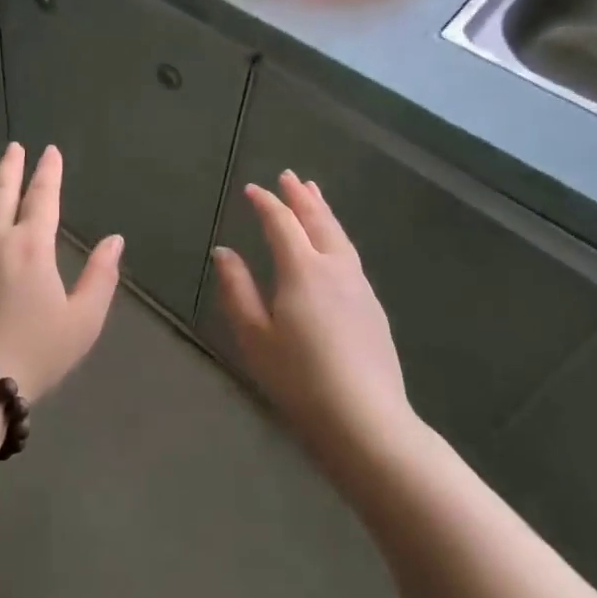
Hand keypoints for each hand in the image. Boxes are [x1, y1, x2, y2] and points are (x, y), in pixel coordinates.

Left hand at [0, 144, 122, 401]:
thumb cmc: (32, 354)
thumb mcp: (81, 322)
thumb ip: (100, 277)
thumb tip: (114, 240)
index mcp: (31, 246)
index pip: (42, 198)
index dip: (48, 172)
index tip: (50, 151)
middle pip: (1, 192)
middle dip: (10, 166)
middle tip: (14, 147)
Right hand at [212, 171, 416, 468]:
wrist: (366, 421)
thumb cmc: (299, 378)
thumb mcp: (254, 335)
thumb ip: (237, 288)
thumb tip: (223, 251)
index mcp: (302, 270)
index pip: (281, 223)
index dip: (266, 203)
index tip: (251, 189)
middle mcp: (335, 268)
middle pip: (318, 221)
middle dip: (301, 197)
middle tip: (290, 176)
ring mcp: (359, 287)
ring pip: (340, 236)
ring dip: (323, 212)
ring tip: (314, 195)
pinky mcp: (373, 307)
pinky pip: (350, 255)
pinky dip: (336, 236)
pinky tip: (334, 246)